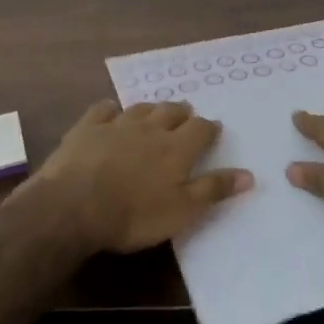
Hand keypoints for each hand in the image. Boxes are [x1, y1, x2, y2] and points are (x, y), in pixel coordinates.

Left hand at [11, 100, 250, 253]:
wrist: (74, 206)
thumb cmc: (134, 215)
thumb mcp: (182, 211)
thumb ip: (214, 189)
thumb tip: (249, 174)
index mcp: (177, 148)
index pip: (201, 129)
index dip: (209, 128)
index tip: (214, 130)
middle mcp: (151, 128)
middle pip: (172, 111)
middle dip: (182, 113)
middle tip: (186, 117)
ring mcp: (117, 124)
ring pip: (141, 108)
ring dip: (152, 109)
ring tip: (155, 114)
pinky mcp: (87, 127)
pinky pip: (104, 109)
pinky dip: (111, 109)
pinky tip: (111, 113)